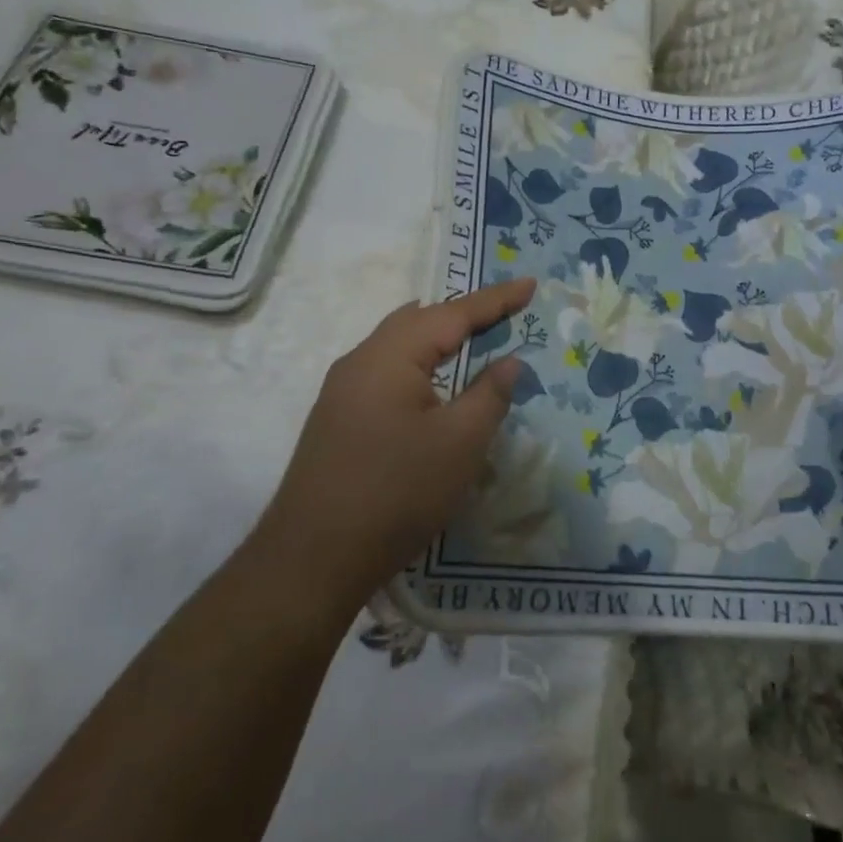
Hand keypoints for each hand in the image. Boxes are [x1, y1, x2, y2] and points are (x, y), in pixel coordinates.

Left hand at [252, 278, 535, 621]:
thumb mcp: (460, 442)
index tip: (529, 284)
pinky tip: (430, 379)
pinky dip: (419, 361)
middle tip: (505, 311)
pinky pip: (386, 369)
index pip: (452, 313)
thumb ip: (490, 394)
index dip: (495, 299)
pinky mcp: (338, 417)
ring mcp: (342, 390)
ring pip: (398, 344)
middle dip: (465, 313)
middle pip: (420, 320)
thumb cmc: (396, 492)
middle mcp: (361, 360)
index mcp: (390, 355)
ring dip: (438, 336)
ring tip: (472, 334)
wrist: (312, 558)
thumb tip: (509, 361)